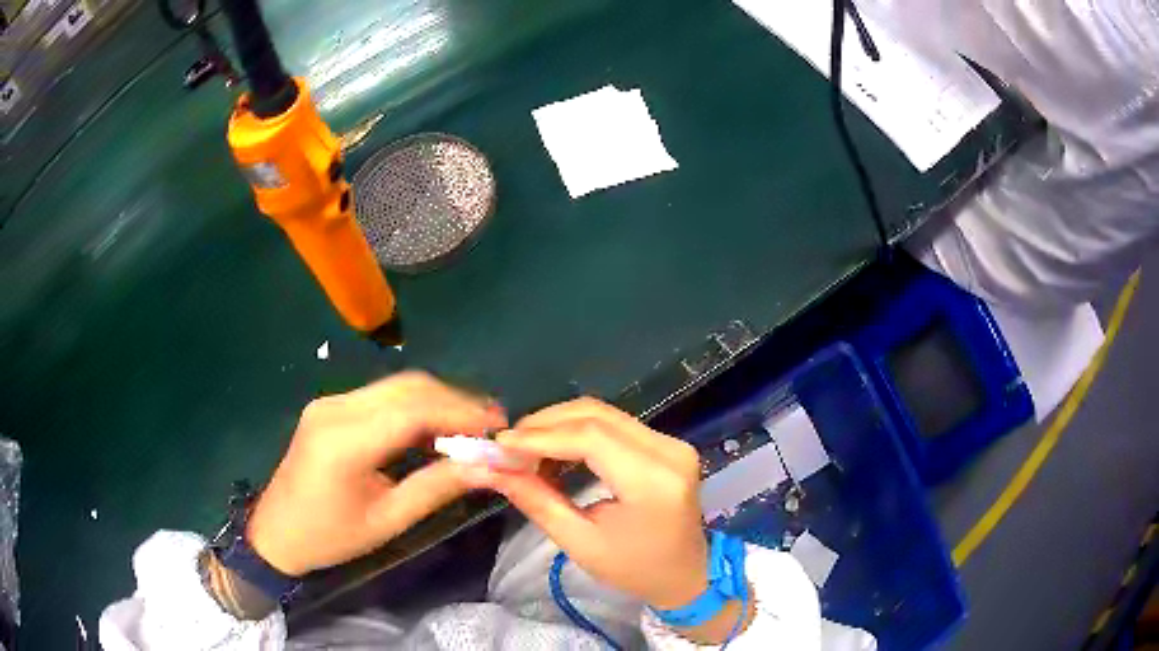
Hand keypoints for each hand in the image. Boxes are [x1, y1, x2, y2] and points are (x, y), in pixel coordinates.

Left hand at [247, 371, 507, 575]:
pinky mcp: (330, 407)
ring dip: (437, 401)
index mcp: (345, 442)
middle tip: (490, 426)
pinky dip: (414, 407)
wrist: (276, 532)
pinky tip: (432, 428)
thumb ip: (436, 488)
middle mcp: (336, 408)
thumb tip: (488, 467)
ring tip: (469, 427)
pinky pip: (381, 396)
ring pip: (396, 386)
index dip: (461, 412)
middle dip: (455, 401)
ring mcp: (330, 403)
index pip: (413, 410)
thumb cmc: (330, 537)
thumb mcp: (387, 521)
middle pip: (407, 387)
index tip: (498, 427)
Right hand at [461, 398, 708, 609]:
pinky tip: (554, 451)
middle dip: (544, 425)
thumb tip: (493, 468)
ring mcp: (671, 442)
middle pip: (596, 415)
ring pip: (603, 414)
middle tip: (508, 447)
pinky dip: (578, 432)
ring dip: (559, 426)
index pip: (591, 437)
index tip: (500, 445)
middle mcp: (668, 450)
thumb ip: (537, 501)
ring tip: (525, 451)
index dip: (540, 436)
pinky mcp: (666, 443)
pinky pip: (614, 424)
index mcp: (653, 481)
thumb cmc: (634, 569)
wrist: (687, 574)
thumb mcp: (580, 543)